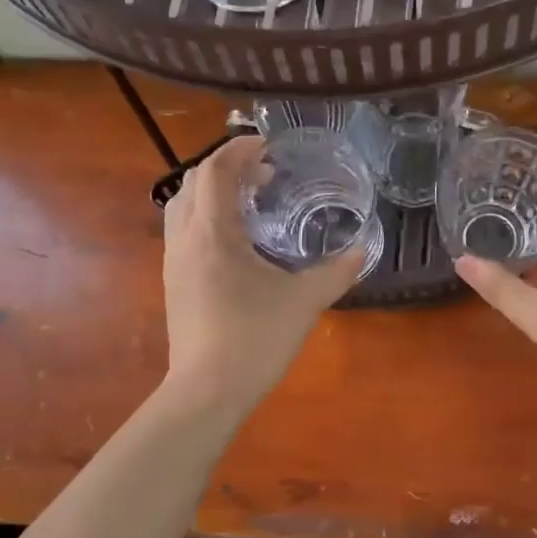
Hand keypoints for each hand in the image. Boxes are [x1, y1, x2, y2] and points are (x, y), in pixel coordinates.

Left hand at [161, 136, 361, 409]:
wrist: (206, 391)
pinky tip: (236, 243)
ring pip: (182, 208)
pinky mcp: (174, 284)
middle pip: (193, 183)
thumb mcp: (304, 301)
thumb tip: (362, 251)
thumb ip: (336, 272)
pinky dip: (206, 219)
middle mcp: (185, 240)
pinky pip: (184, 233)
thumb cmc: (254, 338)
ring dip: (212, 194)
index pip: (215, 172)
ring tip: (250, 203)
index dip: (238, 150)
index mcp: (213, 234)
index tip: (267, 145)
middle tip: (263, 174)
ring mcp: (174, 263)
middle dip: (226, 169)